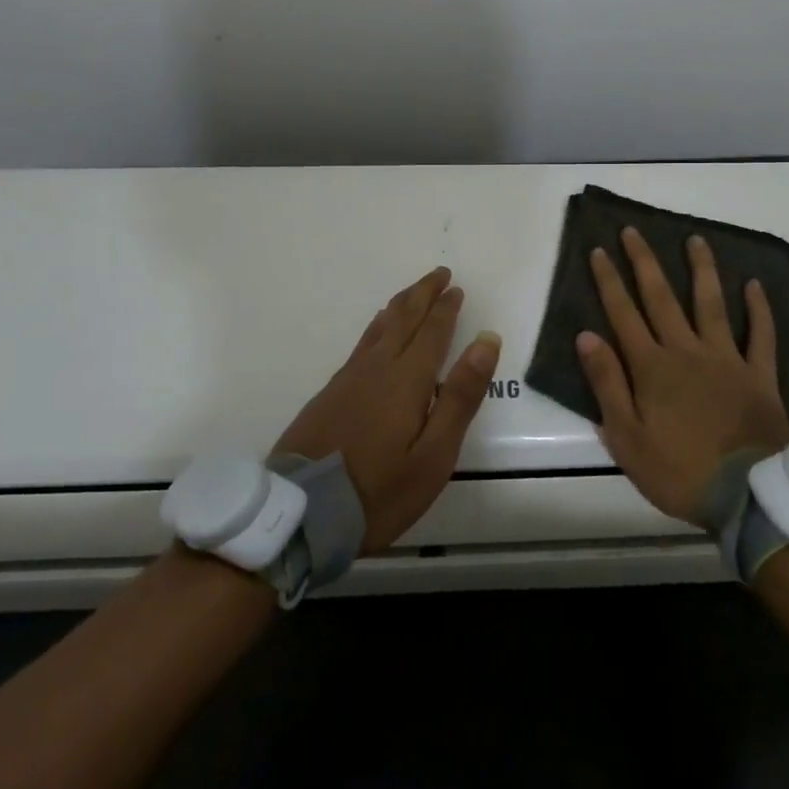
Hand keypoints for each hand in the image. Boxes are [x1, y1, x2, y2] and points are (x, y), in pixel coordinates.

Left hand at [275, 266, 501, 552]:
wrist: (302, 513)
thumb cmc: (380, 490)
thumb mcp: (434, 453)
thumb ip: (461, 395)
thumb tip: (486, 339)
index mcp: (407, 379)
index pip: (432, 332)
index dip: (445, 308)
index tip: (456, 288)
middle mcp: (377, 368)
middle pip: (403, 319)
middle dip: (423, 294)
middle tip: (439, 274)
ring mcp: (349, 379)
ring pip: (380, 328)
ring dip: (400, 306)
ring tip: (412, 293)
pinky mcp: (330, 394)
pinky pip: (362, 344)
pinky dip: (378, 327)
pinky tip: (377, 332)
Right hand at [575, 229, 788, 524]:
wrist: (747, 496)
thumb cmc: (678, 471)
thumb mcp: (627, 437)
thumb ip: (607, 383)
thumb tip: (587, 335)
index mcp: (652, 367)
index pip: (623, 314)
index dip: (609, 281)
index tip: (598, 250)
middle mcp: (686, 351)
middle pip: (662, 298)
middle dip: (644, 262)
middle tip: (633, 231)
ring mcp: (726, 359)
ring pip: (711, 304)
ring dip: (701, 269)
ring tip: (695, 239)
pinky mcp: (759, 374)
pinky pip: (761, 334)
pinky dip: (758, 308)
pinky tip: (754, 284)